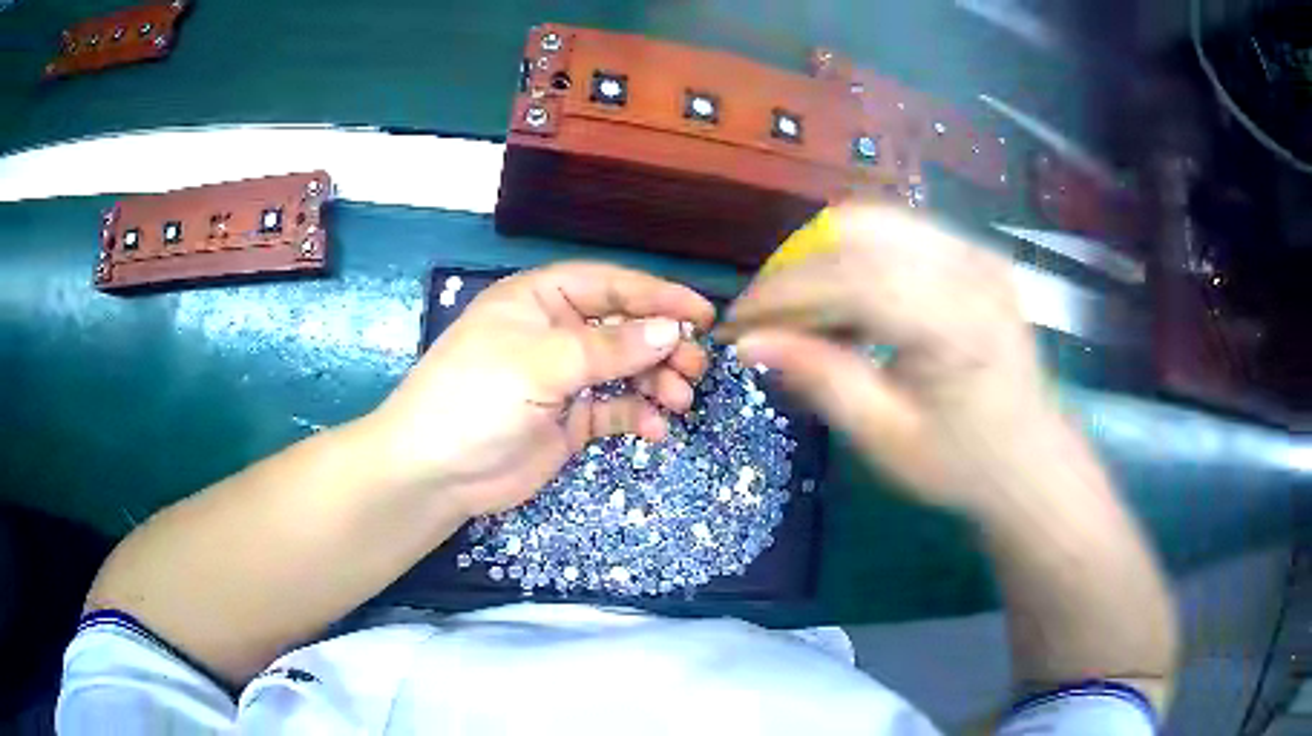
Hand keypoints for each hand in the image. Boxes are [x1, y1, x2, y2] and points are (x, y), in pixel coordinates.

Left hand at [365, 262, 714, 516]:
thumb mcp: (541, 364)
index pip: (610, 286)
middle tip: (695, 367)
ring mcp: (563, 378)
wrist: (435, 473)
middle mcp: (555, 332)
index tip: (702, 315)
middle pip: (624, 328)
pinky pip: (614, 409)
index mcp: (540, 299)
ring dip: (656, 382)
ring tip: (679, 400)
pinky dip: (638, 415)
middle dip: (662, 345)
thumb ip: (609, 348)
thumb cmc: (477, 398)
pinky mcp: (569, 420)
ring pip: (625, 369)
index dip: (657, 296)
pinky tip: (654, 429)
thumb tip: (672, 332)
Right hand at [721, 205, 1060, 516]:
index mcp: (956, 320)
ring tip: (804, 313)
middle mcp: (970, 267)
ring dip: (824, 259)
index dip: (782, 293)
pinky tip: (849, 304)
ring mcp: (976, 253)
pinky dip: (858, 258)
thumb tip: (751, 344)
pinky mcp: (976, 254)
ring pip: (875, 222)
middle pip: (858, 230)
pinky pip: (900, 233)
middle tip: (768, 318)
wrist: (1033, 462)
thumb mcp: (887, 438)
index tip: (738, 323)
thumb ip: (822, 379)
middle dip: (797, 268)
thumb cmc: (964, 464)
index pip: (849, 276)